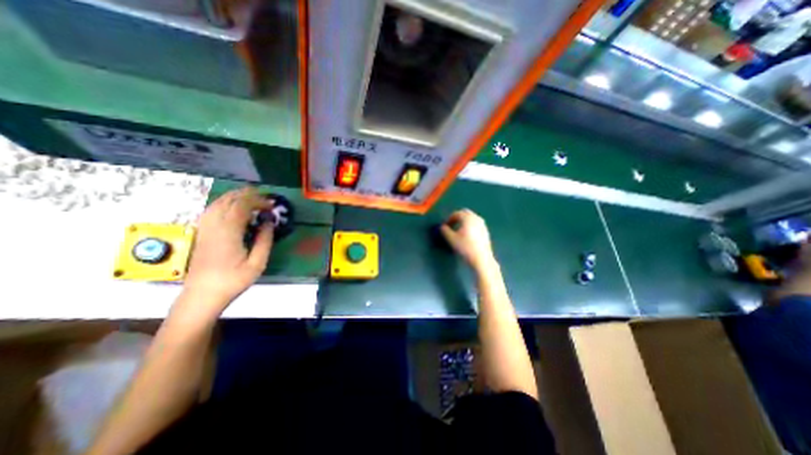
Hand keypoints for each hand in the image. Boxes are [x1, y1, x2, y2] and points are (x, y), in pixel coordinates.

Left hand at [181, 186, 275, 314]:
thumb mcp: (257, 263)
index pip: (242, 206)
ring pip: (217, 203)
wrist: (202, 295)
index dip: (258, 201)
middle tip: (263, 196)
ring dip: (234, 196)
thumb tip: (269, 222)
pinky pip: (211, 210)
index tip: (271, 205)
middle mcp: (214, 226)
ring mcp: (204, 228)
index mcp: (228, 232)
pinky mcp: (201, 233)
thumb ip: (265, 240)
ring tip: (250, 196)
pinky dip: (223, 203)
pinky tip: (231, 206)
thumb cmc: (233, 280)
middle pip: (228, 200)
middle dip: (247, 195)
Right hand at [440, 209, 496, 270]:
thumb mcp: (451, 239)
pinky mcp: (486, 231)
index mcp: (468, 218)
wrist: (481, 258)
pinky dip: (470, 225)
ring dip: (464, 221)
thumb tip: (443, 227)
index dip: (450, 218)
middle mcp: (476, 218)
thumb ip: (445, 231)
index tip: (446, 225)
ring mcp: (483, 224)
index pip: (457, 213)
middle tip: (452, 225)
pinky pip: (476, 223)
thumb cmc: (465, 247)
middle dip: (458, 217)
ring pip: (471, 218)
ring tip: (459, 230)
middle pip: (465, 213)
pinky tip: (467, 235)